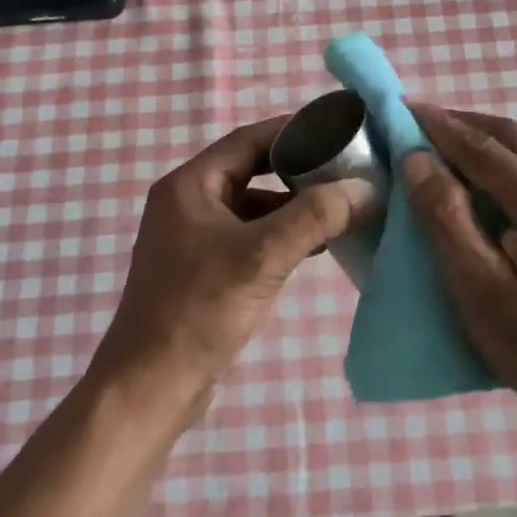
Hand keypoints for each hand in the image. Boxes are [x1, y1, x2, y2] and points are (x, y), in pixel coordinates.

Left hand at [94, 116, 372, 417]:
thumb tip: (365, 188)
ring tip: (340, 208)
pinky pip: (250, 236)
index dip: (294, 130)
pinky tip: (316, 246)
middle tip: (345, 169)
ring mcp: (194, 237)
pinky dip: (281, 235)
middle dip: (298, 170)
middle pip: (252, 169)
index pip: (249, 139)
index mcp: (191, 185)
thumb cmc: (200, 309)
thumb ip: (315, 216)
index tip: (338, 130)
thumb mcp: (262, 256)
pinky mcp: (204, 268)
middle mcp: (189, 202)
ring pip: (253, 206)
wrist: (150, 386)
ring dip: (293, 206)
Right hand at [403, 105, 516, 415]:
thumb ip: (445, 216)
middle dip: (465, 122)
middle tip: (422, 124)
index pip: (485, 148)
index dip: (441, 126)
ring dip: (496, 134)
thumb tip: (416, 158)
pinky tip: (499, 177)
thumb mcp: (475, 286)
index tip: (405, 107)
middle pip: (514, 134)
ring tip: (460, 149)